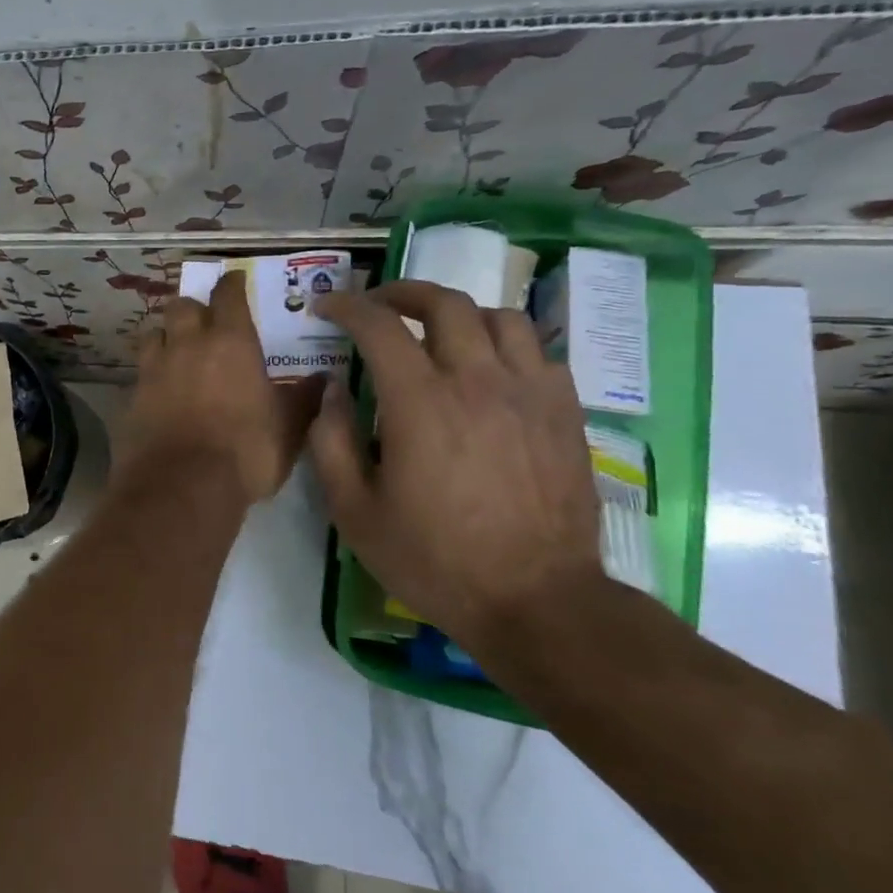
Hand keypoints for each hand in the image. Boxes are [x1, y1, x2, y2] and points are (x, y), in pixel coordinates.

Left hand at [124, 272, 325, 504]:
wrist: (181, 486)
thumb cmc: (246, 452)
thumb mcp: (289, 428)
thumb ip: (304, 399)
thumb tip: (324, 380)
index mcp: (230, 341)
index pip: (228, 294)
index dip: (232, 284)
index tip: (236, 281)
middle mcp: (187, 345)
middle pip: (182, 306)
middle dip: (193, 309)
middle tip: (204, 323)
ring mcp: (153, 370)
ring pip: (153, 334)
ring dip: (165, 337)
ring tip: (176, 354)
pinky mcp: (130, 397)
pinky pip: (139, 374)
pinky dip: (150, 376)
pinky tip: (159, 393)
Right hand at [309, 280, 601, 644]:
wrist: (536, 600)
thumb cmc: (434, 559)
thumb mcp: (354, 511)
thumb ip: (331, 441)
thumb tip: (334, 388)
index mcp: (420, 402)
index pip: (379, 325)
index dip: (348, 306)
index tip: (328, 307)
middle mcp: (478, 381)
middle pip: (445, 304)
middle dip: (403, 293)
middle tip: (379, 305)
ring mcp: (530, 393)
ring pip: (500, 317)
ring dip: (459, 313)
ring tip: (437, 332)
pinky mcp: (565, 413)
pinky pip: (539, 351)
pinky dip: (505, 344)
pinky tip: (491, 369)